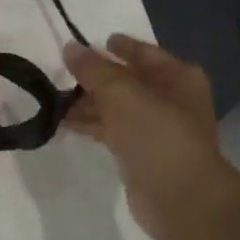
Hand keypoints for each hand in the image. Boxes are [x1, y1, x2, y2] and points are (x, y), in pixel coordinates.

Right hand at [63, 34, 236, 239]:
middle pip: (129, 80)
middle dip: (97, 77)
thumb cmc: (157, 134)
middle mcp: (172, 99)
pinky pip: (113, 131)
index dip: (119, 46)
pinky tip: (66, 122)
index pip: (144, 52)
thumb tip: (69, 47)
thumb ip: (93, 69)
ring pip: (119, 107)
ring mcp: (158, 129)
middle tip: (64, 72)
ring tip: (56, 98)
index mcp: (178, 76)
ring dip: (90, 103)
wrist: (182, 198)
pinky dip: (93, 124)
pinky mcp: (143, 154)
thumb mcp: (121, 92)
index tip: (92, 42)